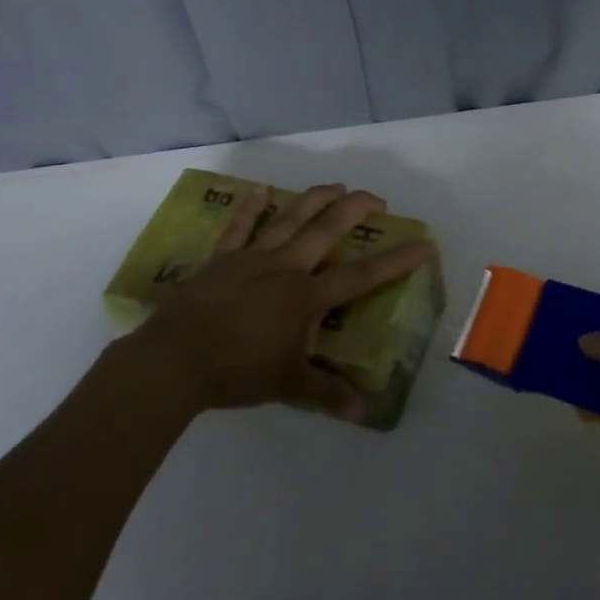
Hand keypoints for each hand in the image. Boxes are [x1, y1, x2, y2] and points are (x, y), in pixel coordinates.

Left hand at [108, 183, 434, 422]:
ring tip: (336, 185)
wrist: (175, 361)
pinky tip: (260, 189)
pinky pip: (240, 226)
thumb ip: (327, 392)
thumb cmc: (237, 371)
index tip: (424, 243)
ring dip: (315, 198)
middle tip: (377, 199)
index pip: (362, 276)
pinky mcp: (222, 258)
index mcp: (306, 296)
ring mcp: (252, 257)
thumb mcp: (289, 384)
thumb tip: (364, 414)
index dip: (397, 260)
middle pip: (327, 229)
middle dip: (356, 209)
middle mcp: (285, 267)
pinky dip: (251, 206)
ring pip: (290, 218)